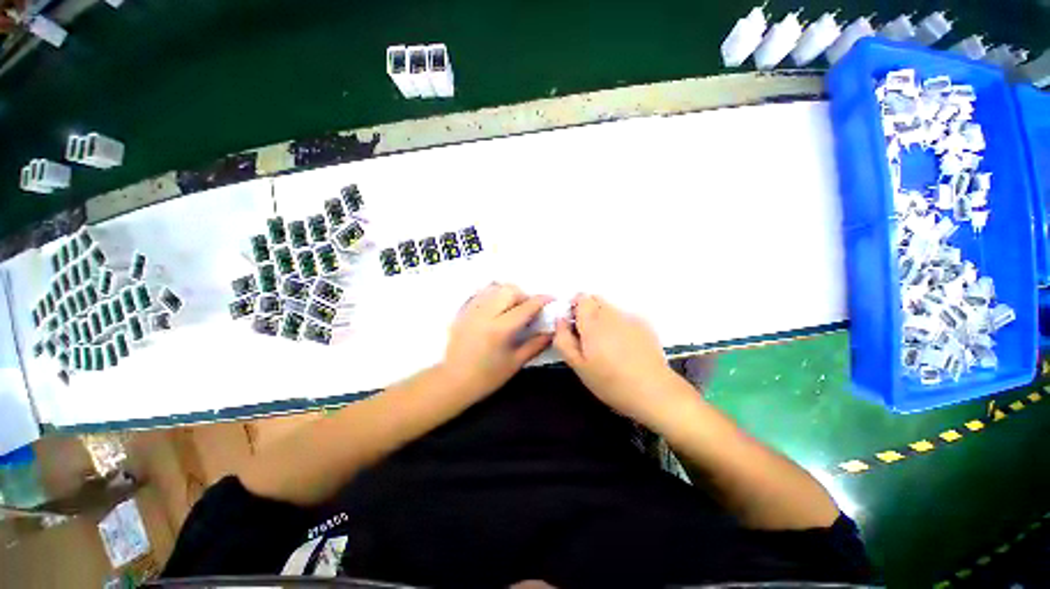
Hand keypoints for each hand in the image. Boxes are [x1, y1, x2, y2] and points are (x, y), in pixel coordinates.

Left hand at [441, 283, 553, 399]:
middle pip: (509, 290)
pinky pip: (481, 293)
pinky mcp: (463, 311)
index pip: (526, 306)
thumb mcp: (515, 363)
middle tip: (528, 308)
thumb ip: (536, 345)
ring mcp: (472, 310)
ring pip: (494, 287)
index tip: (551, 298)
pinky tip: (497, 307)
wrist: (453, 381)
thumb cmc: (487, 377)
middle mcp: (486, 314)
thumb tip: (552, 332)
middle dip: (524, 295)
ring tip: (512, 306)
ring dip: (508, 293)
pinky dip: (493, 294)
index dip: (541, 300)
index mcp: (500, 329)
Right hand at [553, 294, 682, 425]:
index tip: (574, 325)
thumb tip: (560, 320)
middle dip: (587, 311)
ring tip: (606, 344)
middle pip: (595, 299)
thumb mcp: (578, 366)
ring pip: (610, 308)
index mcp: (593, 322)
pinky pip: (624, 316)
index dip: (574, 307)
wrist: (654, 391)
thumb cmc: (610, 382)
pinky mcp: (644, 324)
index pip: (581, 298)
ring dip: (603, 318)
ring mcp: (630, 318)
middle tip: (588, 336)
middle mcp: (611, 314)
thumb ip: (563, 340)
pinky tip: (623, 346)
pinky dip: (618, 324)